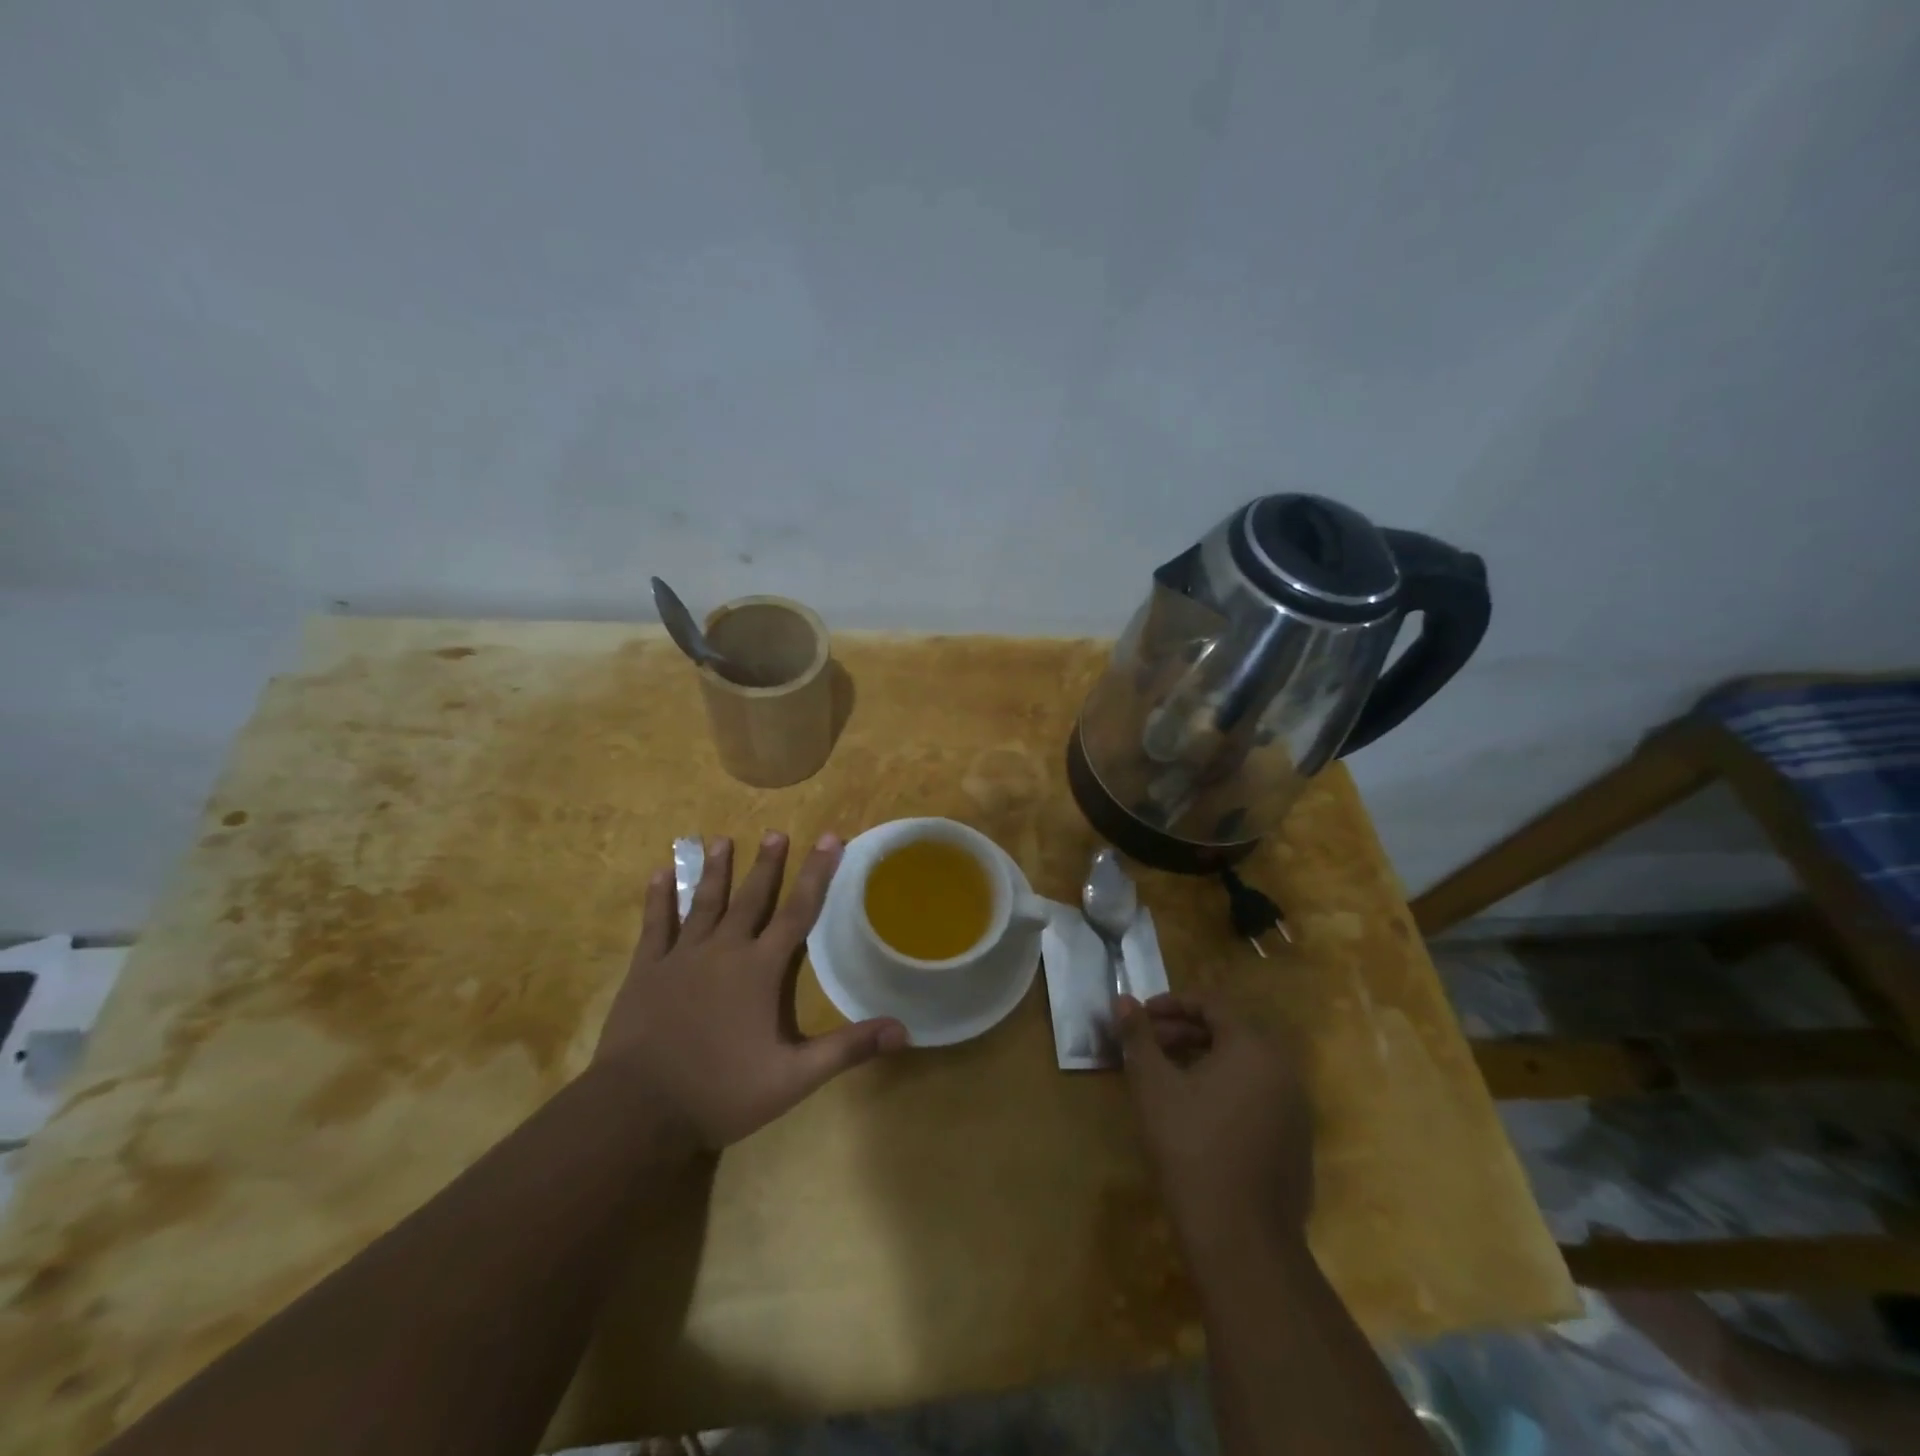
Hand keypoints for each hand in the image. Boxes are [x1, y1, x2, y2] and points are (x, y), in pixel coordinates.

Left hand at [595, 831, 908, 1148]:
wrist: (638, 1110)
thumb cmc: (721, 1091)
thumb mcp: (794, 1078)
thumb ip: (847, 1049)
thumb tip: (903, 1029)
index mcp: (761, 969)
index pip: (798, 911)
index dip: (817, 873)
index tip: (829, 839)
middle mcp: (724, 950)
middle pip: (751, 898)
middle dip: (767, 864)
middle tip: (775, 833)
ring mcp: (681, 957)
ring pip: (703, 902)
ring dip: (714, 870)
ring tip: (721, 840)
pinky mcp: (646, 970)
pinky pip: (654, 925)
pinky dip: (658, 898)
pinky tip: (659, 874)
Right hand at [1115, 991, 1314, 1255]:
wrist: (1241, 1239)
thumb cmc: (1191, 1148)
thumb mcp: (1153, 1085)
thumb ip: (1138, 1036)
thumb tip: (1122, 999)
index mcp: (1253, 1046)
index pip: (1212, 1004)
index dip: (1171, 1004)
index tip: (1140, 1017)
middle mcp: (1283, 1069)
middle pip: (1230, 1032)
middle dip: (1184, 1032)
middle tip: (1148, 1046)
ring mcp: (1295, 1108)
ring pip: (1244, 1065)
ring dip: (1203, 1059)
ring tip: (1166, 1077)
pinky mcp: (1296, 1142)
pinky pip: (1257, 1095)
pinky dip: (1225, 1089)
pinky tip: (1196, 1114)